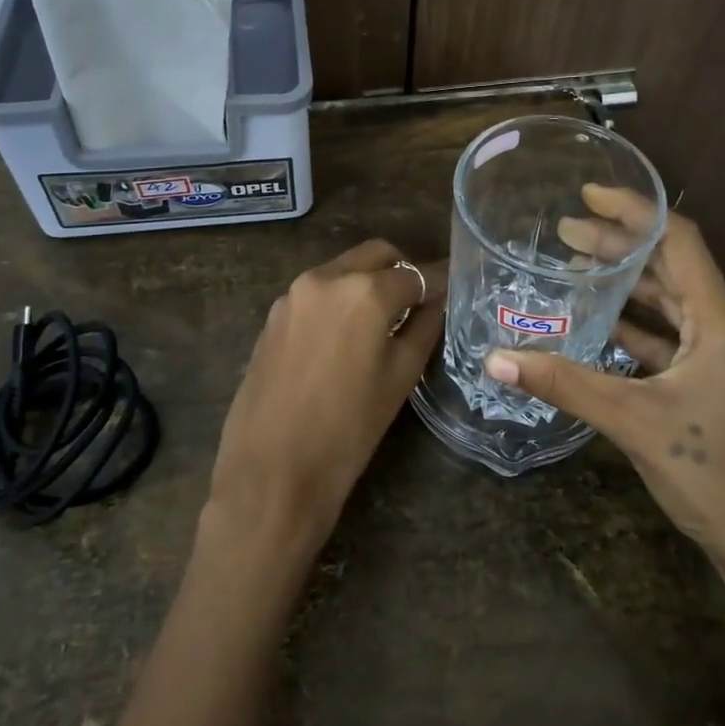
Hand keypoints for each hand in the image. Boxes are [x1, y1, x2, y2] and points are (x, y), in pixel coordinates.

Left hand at [205, 241, 443, 554]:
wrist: (271, 471)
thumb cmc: (348, 429)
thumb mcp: (400, 377)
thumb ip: (424, 327)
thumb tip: (436, 301)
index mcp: (365, 291)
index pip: (416, 273)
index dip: (438, 282)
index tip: (452, 289)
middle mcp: (327, 278)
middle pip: (376, 255)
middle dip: (401, 271)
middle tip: (418, 303)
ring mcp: (293, 294)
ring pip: (343, 269)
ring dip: (367, 282)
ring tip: (382, 322)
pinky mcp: (273, 315)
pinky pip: (317, 292)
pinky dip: (339, 299)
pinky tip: (346, 337)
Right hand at [485, 186, 724, 659]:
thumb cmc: (714, 473)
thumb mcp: (633, 421)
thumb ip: (564, 383)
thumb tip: (497, 358)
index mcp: (723, 321)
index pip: (678, 240)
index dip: (634, 211)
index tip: (588, 195)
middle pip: (672, 269)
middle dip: (620, 247)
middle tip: (564, 232)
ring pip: (673, 306)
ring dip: (628, 287)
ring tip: (575, 269)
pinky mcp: (722, 388)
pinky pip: (675, 342)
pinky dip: (639, 330)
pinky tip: (602, 328)